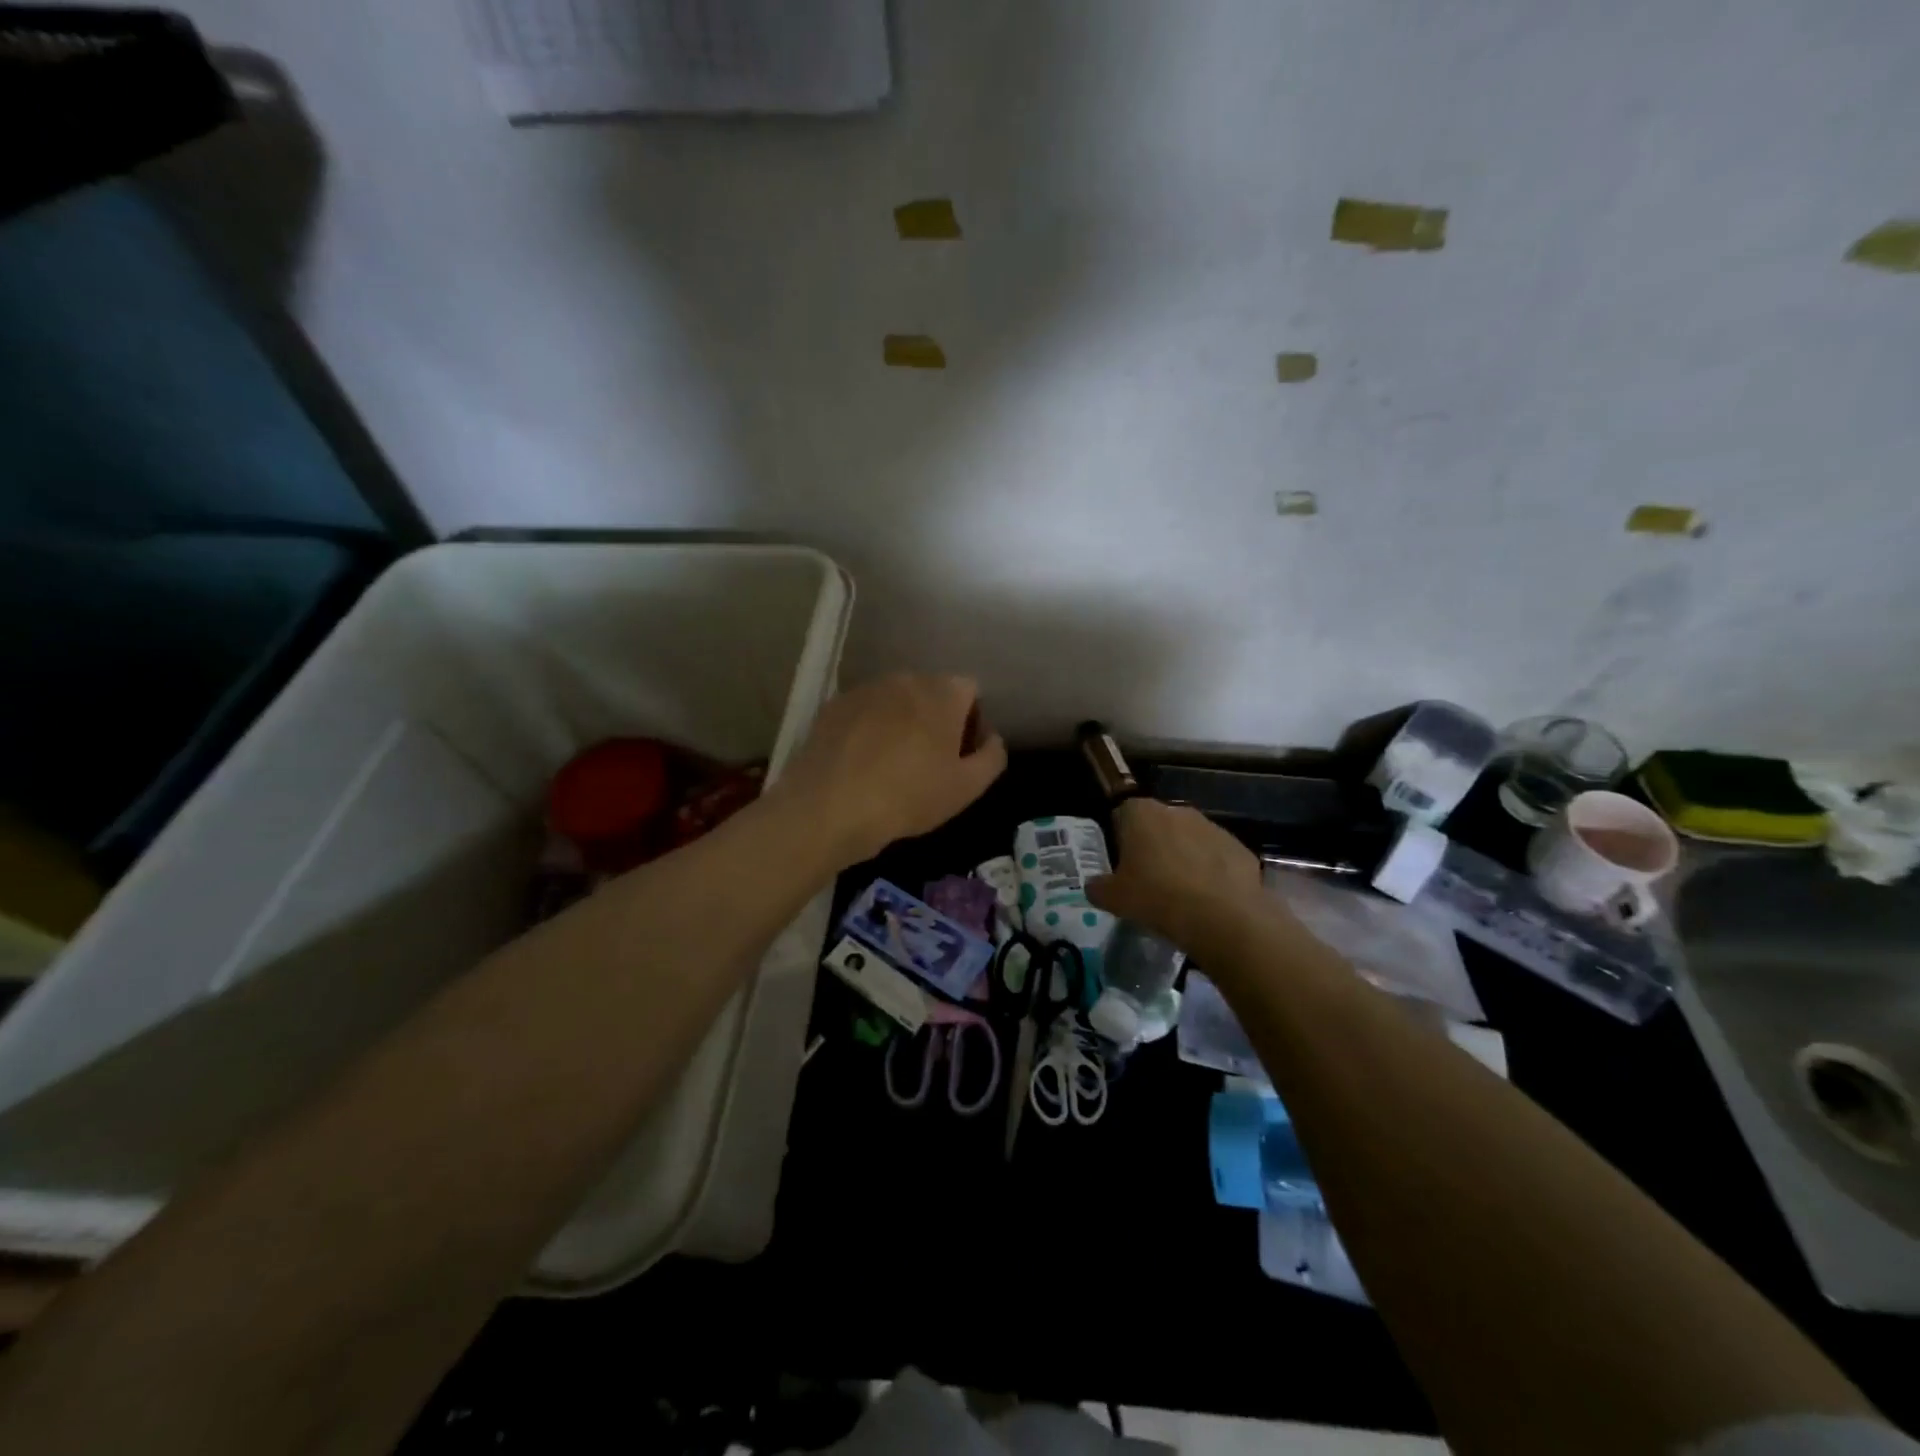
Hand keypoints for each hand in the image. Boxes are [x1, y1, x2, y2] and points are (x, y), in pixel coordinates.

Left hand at [773, 674, 1006, 866]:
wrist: (829, 806)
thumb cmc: (908, 796)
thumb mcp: (967, 788)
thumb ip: (991, 757)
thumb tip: (991, 739)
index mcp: (942, 692)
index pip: (971, 691)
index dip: (973, 722)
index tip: (963, 757)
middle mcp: (904, 679)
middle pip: (932, 693)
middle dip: (937, 721)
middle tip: (931, 764)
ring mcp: (864, 690)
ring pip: (895, 702)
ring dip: (902, 724)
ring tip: (893, 766)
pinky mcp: (833, 707)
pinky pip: (864, 713)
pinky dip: (869, 730)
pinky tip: (862, 765)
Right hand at [1087, 798, 1267, 952]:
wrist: (1221, 916)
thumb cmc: (1156, 897)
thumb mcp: (1113, 899)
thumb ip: (1098, 887)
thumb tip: (1094, 886)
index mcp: (1141, 813)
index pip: (1122, 814)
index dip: (1120, 838)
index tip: (1122, 864)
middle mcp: (1177, 811)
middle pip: (1158, 825)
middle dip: (1153, 846)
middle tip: (1149, 880)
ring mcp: (1212, 827)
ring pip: (1190, 840)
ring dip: (1184, 858)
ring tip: (1181, 894)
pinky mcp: (1239, 848)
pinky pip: (1217, 858)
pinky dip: (1212, 873)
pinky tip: (1208, 900)